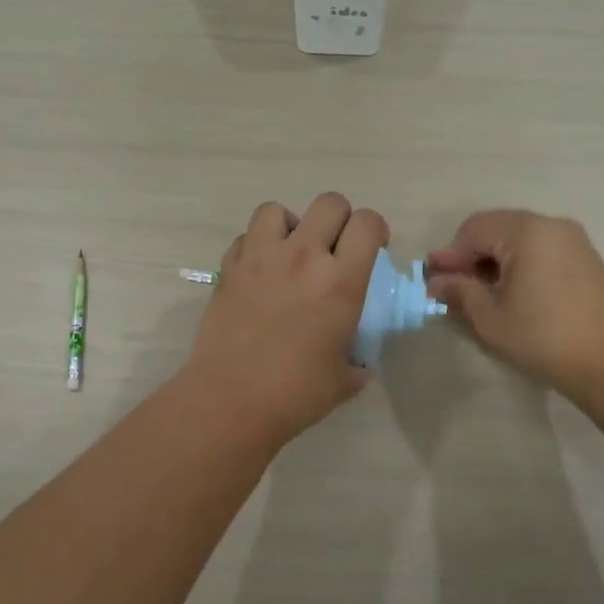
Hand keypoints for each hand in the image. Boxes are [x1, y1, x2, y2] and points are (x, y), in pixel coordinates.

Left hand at [181, 193, 388, 446]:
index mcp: (341, 281)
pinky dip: (255, 246)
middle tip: (333, 249)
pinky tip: (259, 273)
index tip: (371, 249)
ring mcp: (261, 258)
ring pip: (278, 209)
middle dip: (338, 220)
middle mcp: (303, 257)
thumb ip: (358, 358)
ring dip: (290, 226)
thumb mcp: (346, 378)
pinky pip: (245, 237)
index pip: (367, 222)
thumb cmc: (296, 393)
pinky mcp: (229, 268)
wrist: (232, 400)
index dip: (374, 230)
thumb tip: (358, 358)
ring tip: (289, 253)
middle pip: (329, 203)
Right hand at [424, 210, 603, 396]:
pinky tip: (510, 290)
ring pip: (516, 236)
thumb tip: (436, 282)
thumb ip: (460, 292)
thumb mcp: (490, 318)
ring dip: (493, 258)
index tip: (432, 280)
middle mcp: (548, 224)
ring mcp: (570, 238)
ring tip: (480, 291)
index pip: (473, 231)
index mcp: (524, 231)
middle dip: (470, 254)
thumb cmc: (543, 336)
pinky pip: (538, 246)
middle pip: (495, 228)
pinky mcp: (583, 255)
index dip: (450, 255)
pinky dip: (517, 261)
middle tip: (453, 285)